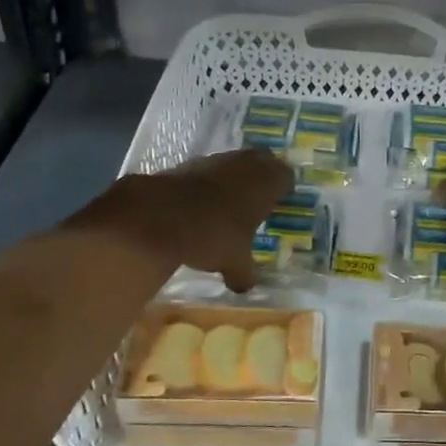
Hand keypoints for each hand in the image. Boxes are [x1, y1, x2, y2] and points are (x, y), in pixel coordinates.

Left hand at [68, 149, 292, 293]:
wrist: (159, 215)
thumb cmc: (213, 235)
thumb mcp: (234, 263)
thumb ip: (244, 273)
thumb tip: (246, 286)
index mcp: (268, 182)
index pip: (286, 177)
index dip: (284, 189)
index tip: (279, 203)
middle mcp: (246, 164)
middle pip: (262, 162)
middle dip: (260, 178)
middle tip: (257, 199)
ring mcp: (215, 160)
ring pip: (233, 164)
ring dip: (232, 179)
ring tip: (227, 204)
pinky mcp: (187, 163)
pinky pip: (206, 171)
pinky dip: (206, 184)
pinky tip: (199, 205)